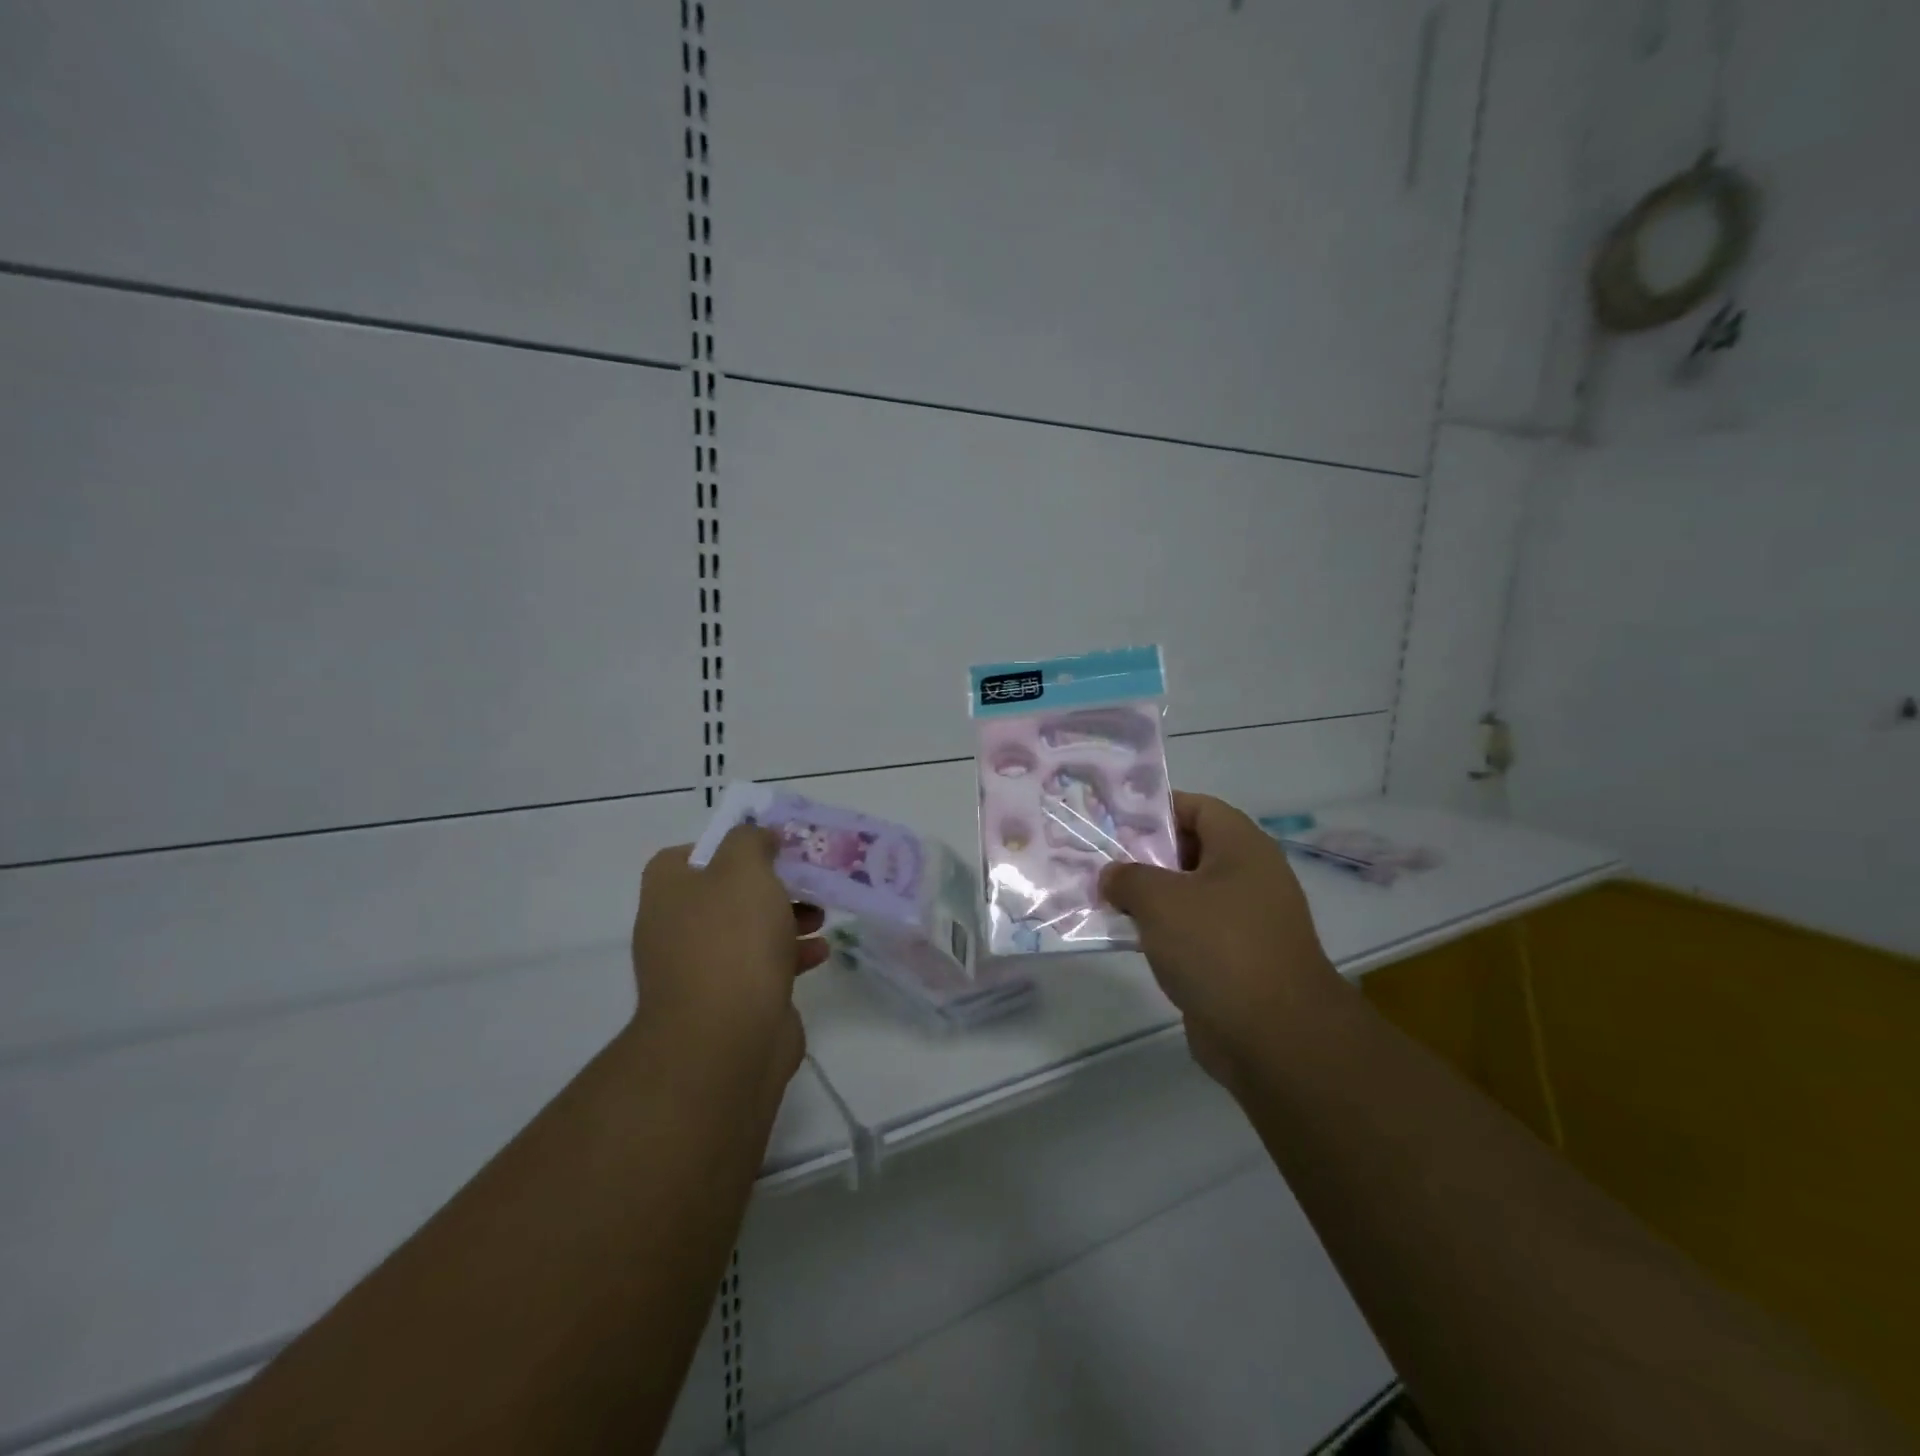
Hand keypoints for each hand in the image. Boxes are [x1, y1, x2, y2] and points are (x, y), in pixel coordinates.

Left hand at [629, 826, 828, 1100]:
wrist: (725, 1037)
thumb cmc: (732, 939)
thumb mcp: (744, 868)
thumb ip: (750, 840)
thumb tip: (756, 837)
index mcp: (669, 889)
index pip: (695, 852)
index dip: (734, 844)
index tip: (772, 846)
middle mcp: (675, 925)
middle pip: (729, 891)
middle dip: (772, 885)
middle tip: (806, 881)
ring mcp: (699, 967)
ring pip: (748, 930)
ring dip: (787, 919)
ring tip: (821, 917)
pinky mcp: (727, 1001)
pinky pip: (761, 966)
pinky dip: (790, 955)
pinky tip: (820, 953)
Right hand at [1100, 792, 1350, 1093]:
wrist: (1274, 1036)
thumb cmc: (1218, 947)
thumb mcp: (1160, 899)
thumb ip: (1128, 877)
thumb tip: (1113, 877)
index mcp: (1243, 848)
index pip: (1198, 806)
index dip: (1157, 808)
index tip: (1115, 820)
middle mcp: (1250, 877)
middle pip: (1192, 849)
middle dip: (1146, 853)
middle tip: (1102, 859)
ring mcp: (1247, 921)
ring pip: (1190, 893)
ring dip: (1151, 896)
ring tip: (1106, 897)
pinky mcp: (1238, 959)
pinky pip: (1194, 931)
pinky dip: (1164, 931)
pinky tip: (1130, 937)